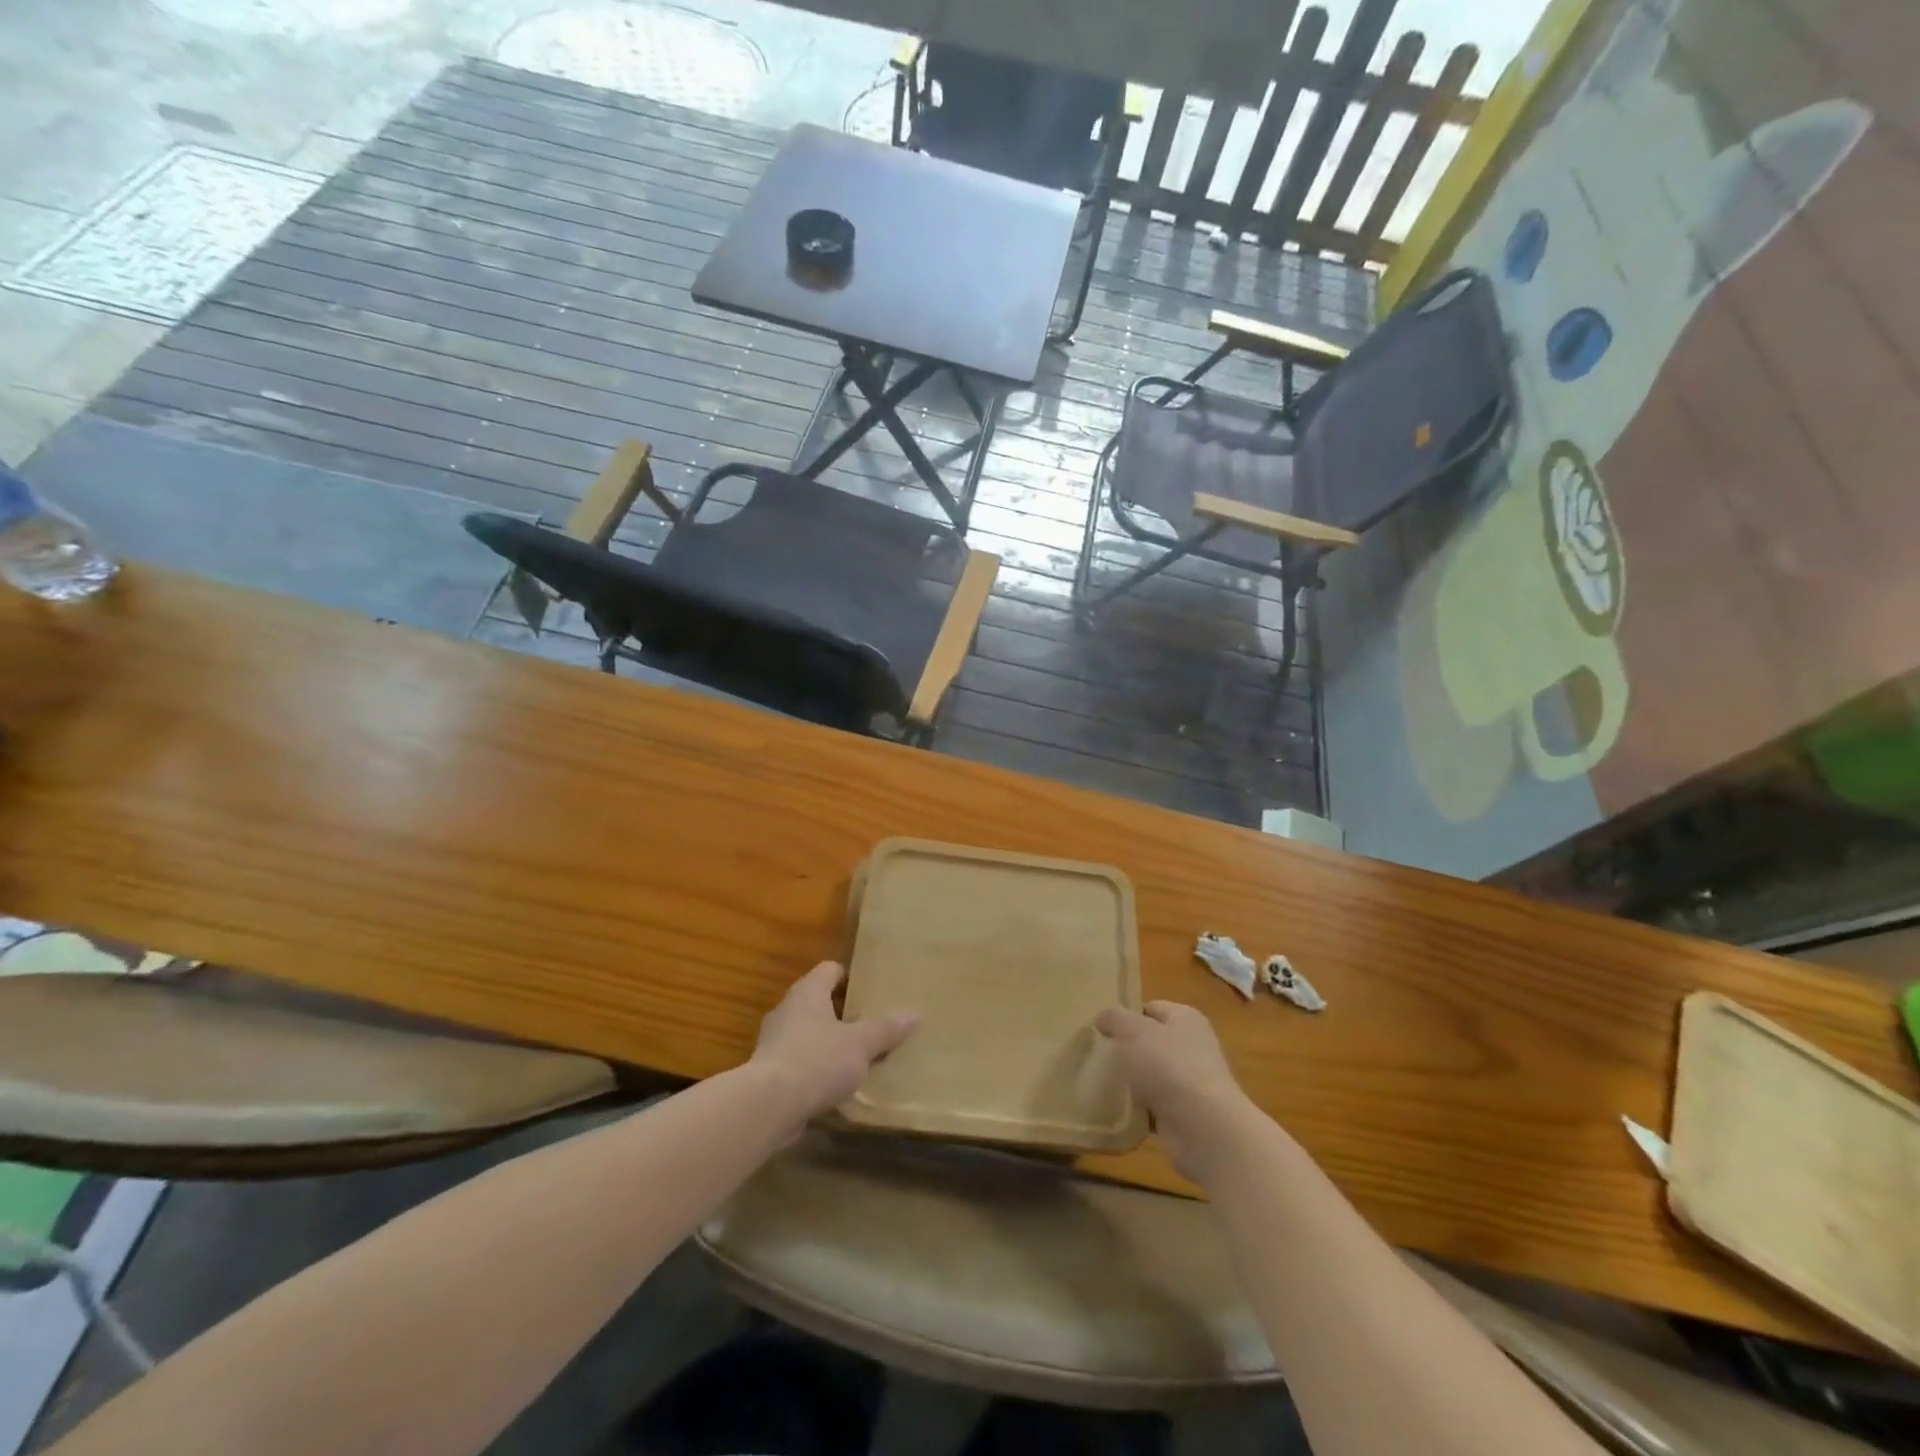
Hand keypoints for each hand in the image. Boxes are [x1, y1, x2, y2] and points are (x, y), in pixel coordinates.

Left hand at [750, 961, 917, 1120]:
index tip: (872, 991)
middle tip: (870, 1024)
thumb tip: (914, 1013)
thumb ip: (886, 1029)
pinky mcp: (768, 1071)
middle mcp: (787, 1009)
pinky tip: (834, 1085)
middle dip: (843, 1013)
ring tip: (856, 1057)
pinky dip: (815, 1068)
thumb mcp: (861, 1044)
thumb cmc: (818, 1060)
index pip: (830, 970)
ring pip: (808, 1033)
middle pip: (819, 1001)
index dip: (851, 977)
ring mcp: (774, 1040)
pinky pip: (798, 1060)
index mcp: (808, 991)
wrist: (768, 1105)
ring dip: (828, 1043)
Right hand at [1096, 1001, 1254, 1181]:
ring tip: (1101, 1083)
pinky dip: (1138, 1109)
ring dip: (1131, 1081)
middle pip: (1151, 1042)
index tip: (1100, 1028)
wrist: (1204, 1128)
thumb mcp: (1133, 1031)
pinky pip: (1154, 1105)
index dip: (1126, 1015)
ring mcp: (1191, 1082)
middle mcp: (1192, 1046)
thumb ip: (1115, 1018)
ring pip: (1151, 1075)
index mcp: (1185, 1019)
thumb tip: (1103, 1018)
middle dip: (1126, 1049)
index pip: (1151, 1008)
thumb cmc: (1169, 1066)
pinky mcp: (1186, 1114)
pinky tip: (1117, 1110)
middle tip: (1097, 1055)